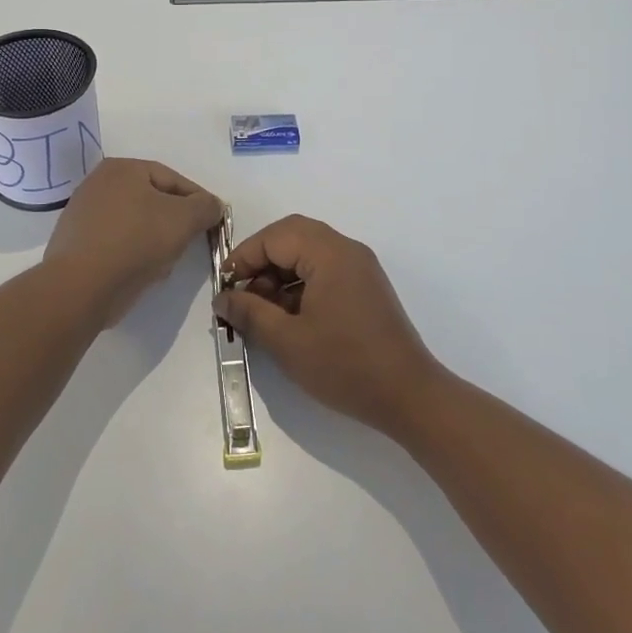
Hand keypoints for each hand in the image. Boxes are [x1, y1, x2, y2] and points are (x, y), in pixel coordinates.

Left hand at [43, 158, 223, 326]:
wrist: (81, 286)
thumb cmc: (136, 241)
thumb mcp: (184, 219)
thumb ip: (205, 207)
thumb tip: (213, 205)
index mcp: (122, 168)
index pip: (173, 179)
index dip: (198, 201)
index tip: (212, 223)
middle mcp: (98, 183)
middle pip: (152, 201)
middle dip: (174, 223)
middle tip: (189, 243)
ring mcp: (82, 214)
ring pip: (135, 224)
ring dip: (154, 241)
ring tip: (164, 263)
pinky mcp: (75, 244)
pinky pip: (116, 243)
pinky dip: (132, 254)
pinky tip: (140, 272)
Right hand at [214, 216, 442, 437]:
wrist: (409, 396)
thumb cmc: (345, 365)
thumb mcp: (287, 341)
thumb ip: (250, 313)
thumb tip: (223, 298)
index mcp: (330, 253)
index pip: (276, 236)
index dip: (245, 256)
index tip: (225, 287)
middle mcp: (347, 250)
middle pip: (293, 237)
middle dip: (262, 261)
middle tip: (242, 293)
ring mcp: (360, 268)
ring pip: (309, 254)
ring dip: (281, 275)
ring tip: (262, 312)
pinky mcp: (366, 288)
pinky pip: (325, 271)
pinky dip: (301, 285)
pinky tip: (289, 318)